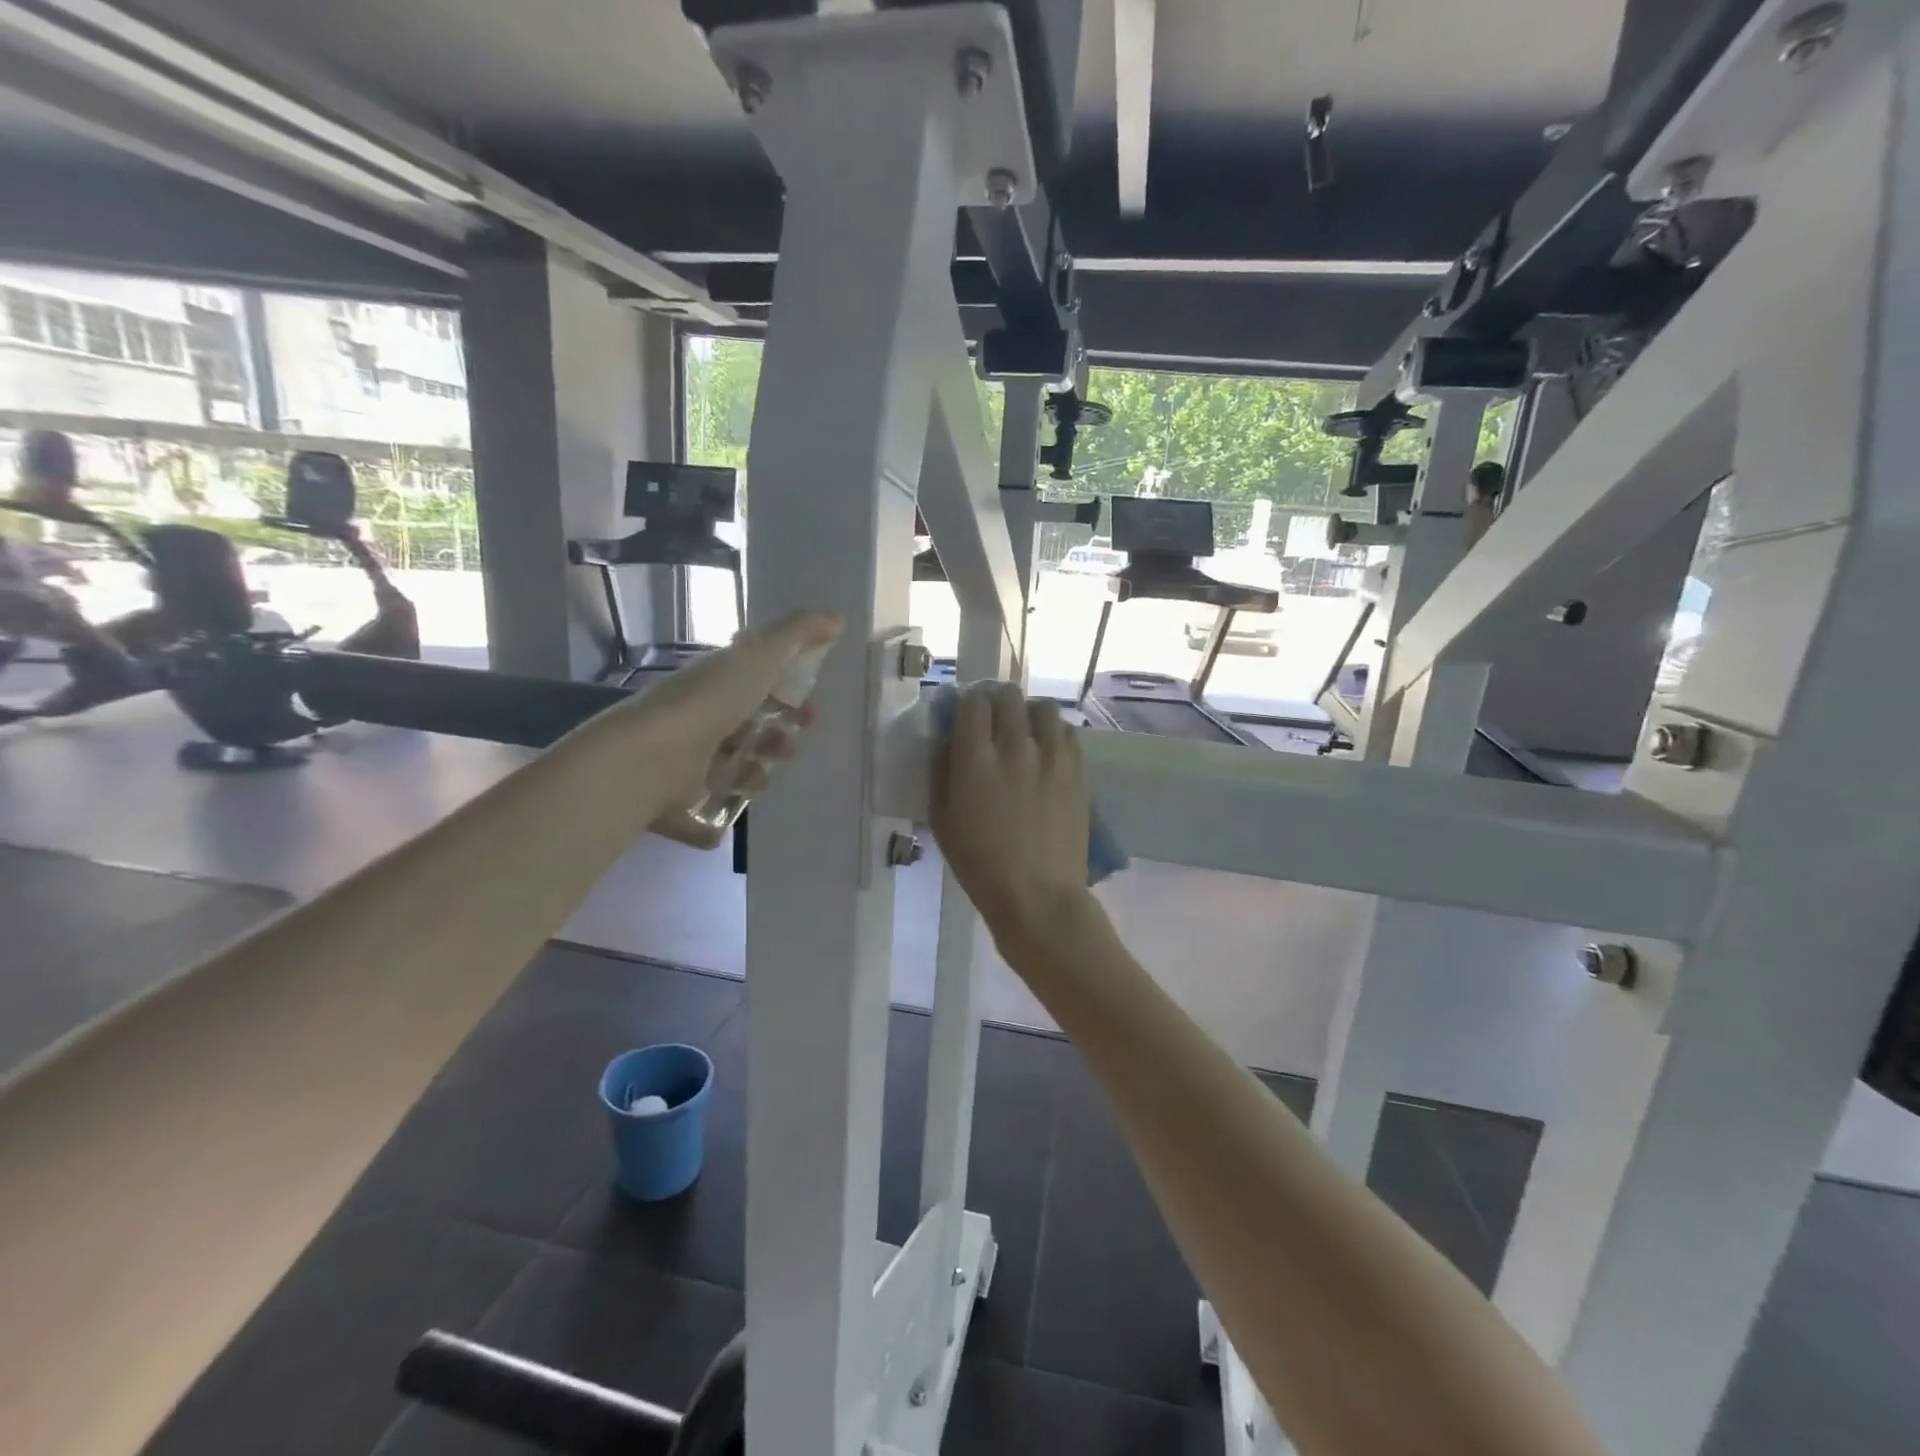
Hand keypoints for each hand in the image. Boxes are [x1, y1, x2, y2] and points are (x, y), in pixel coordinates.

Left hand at [622, 608, 842, 822]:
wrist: (656, 756)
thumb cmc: (711, 700)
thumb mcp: (761, 655)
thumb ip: (798, 634)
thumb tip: (837, 619)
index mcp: (719, 678)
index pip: (760, 681)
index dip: (790, 690)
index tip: (812, 703)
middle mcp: (706, 712)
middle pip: (756, 721)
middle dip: (784, 728)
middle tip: (796, 735)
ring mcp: (696, 752)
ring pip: (745, 757)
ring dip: (767, 760)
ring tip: (770, 762)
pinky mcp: (690, 791)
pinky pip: (727, 791)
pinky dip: (742, 788)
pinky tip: (746, 783)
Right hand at [929, 683, 1095, 953]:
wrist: (1038, 896)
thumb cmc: (980, 865)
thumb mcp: (941, 821)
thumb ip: (940, 772)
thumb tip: (946, 740)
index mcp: (976, 758)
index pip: (974, 701)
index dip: (969, 703)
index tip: (968, 715)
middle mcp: (1015, 746)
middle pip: (1009, 695)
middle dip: (998, 701)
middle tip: (994, 721)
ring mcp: (1052, 756)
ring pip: (1043, 706)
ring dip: (1029, 712)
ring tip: (1025, 732)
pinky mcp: (1077, 770)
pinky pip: (1067, 731)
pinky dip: (1054, 732)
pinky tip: (1047, 751)